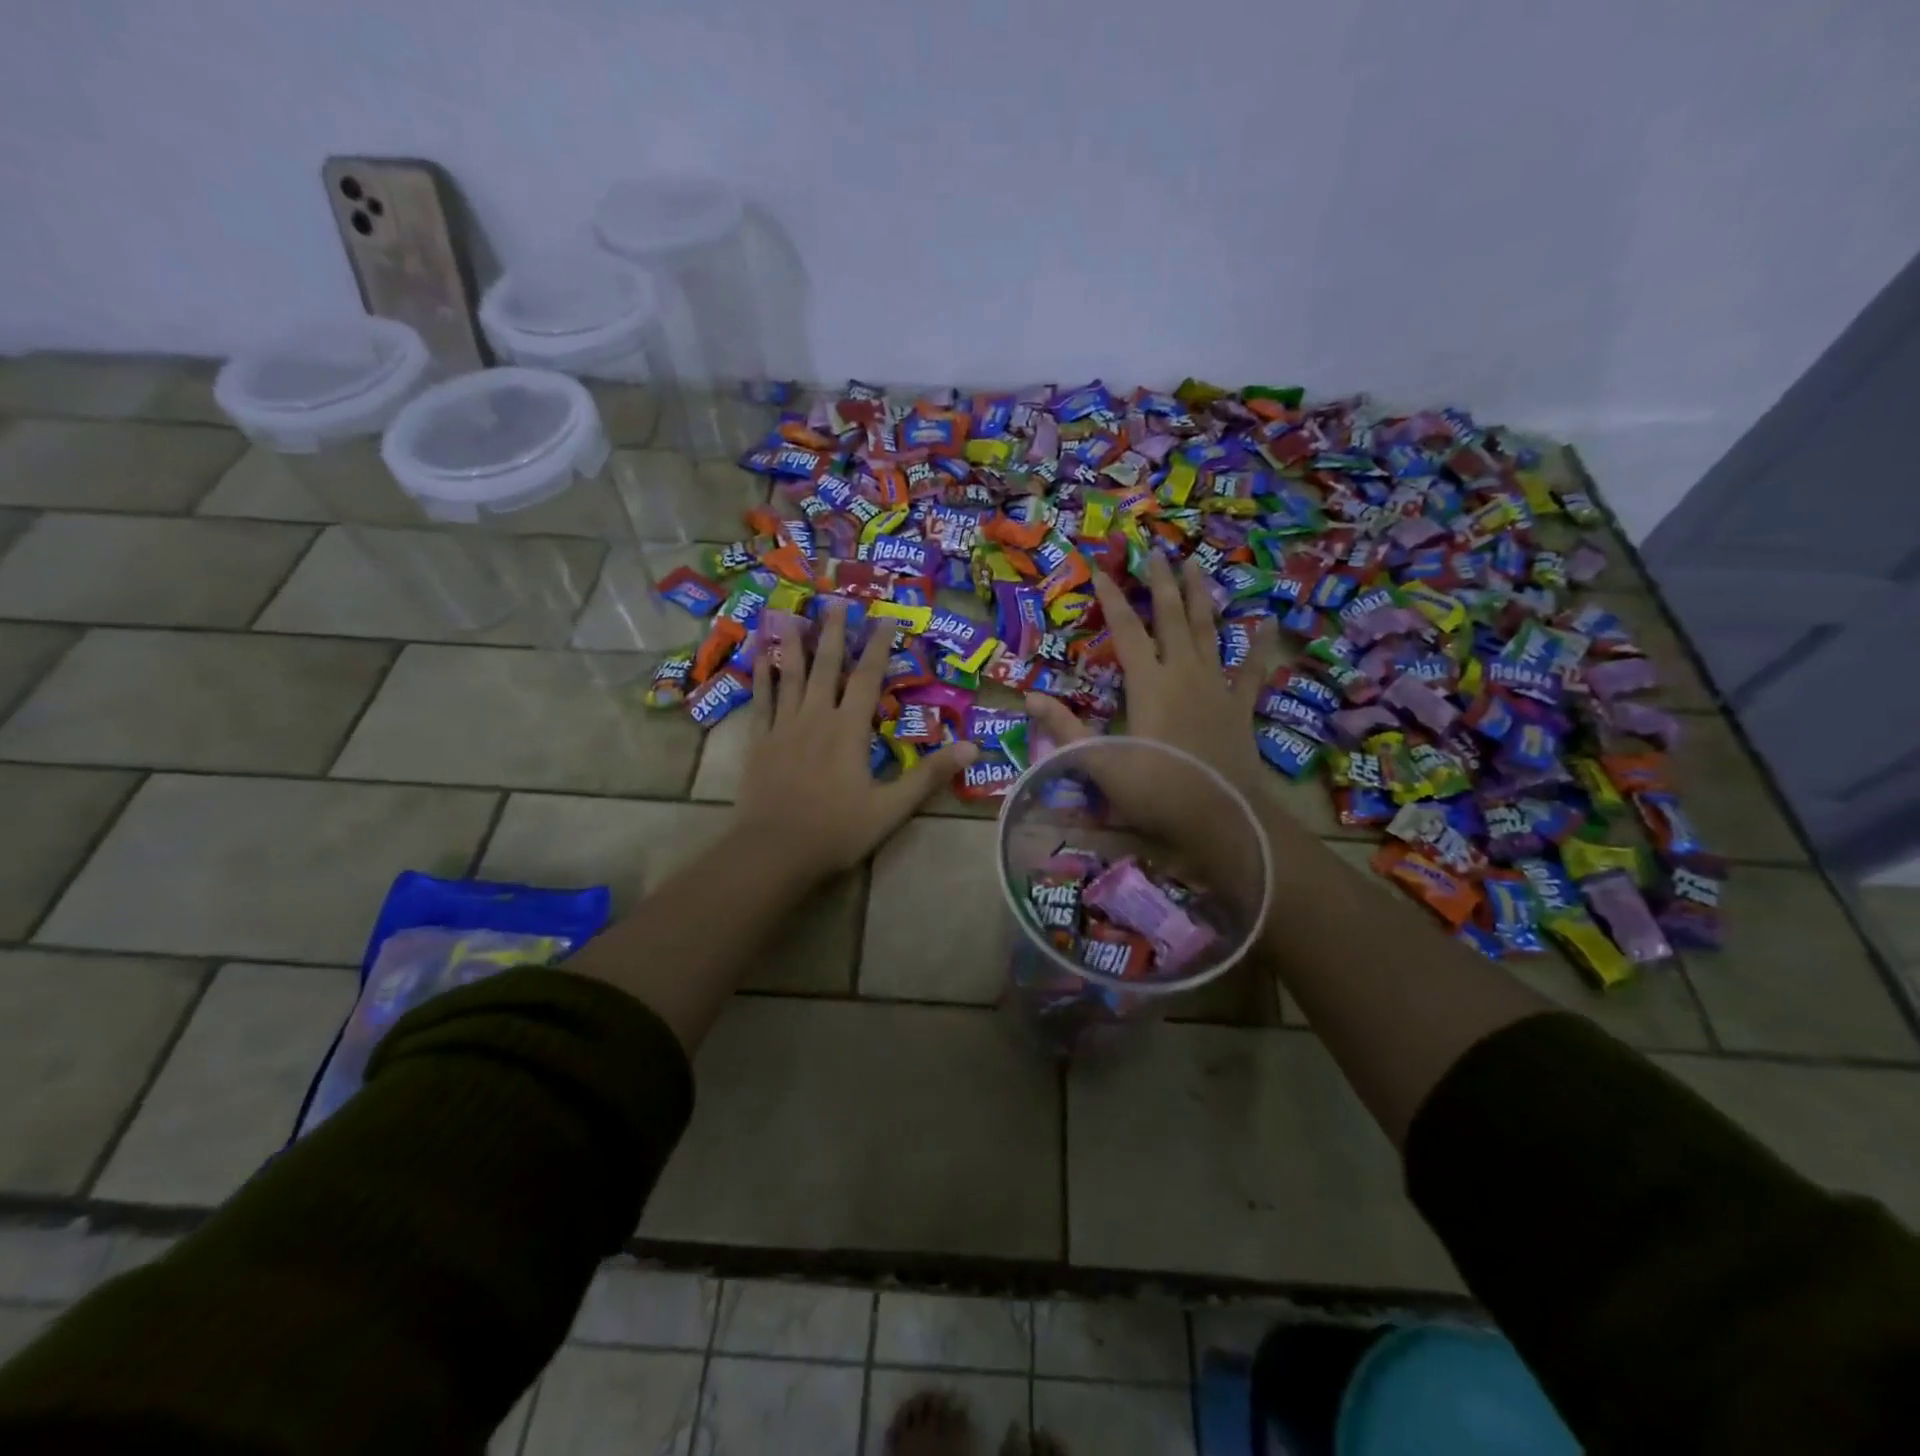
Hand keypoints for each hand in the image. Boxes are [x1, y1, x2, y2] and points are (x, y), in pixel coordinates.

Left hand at [733, 601, 977, 879]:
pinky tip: (762, 657)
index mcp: (849, 730)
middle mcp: (816, 717)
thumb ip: (929, 776)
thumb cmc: (837, 830)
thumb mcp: (892, 808)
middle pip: (827, 666)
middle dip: (834, 633)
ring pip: (791, 676)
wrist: (774, 851)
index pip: (868, 678)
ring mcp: (783, 727)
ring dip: (795, 644)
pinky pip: (761, 700)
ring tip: (793, 614)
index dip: (879, 646)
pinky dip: (762, 676)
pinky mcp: (759, 741)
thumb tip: (972, 747)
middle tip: (836, 602)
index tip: (886, 618)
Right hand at [1027, 550, 1275, 802]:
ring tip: (1196, 566)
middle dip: (1161, 583)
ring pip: (1209, 631)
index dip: (1112, 598)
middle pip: (1172, 618)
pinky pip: (1251, 670)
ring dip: (1201, 598)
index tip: (1101, 568)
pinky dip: (1258, 647)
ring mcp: (1216, 687)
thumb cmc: (1156, 791)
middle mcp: (1184, 673)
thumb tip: (1029, 696)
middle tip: (1155, 550)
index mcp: (1149, 683)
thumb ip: (1065, 728)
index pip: (1126, 630)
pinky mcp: (1240, 707)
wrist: (1222, 818)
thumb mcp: (1099, 763)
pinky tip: (1266, 624)